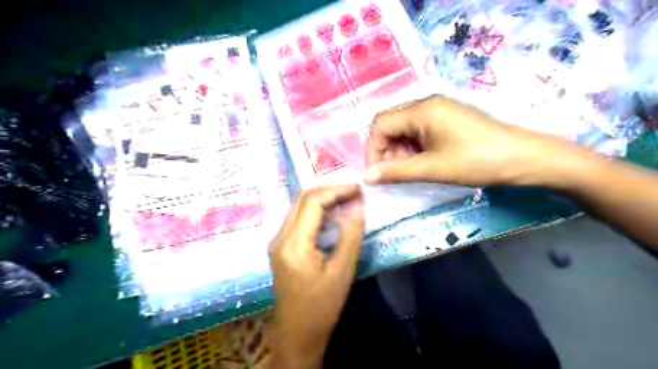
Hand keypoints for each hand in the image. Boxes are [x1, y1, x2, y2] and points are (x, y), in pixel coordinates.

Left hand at [269, 185, 367, 368]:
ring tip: (347, 200)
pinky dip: (317, 212)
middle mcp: (280, 237)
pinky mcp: (281, 247)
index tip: (358, 188)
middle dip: (330, 190)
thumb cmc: (321, 307)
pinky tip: (333, 216)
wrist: (297, 334)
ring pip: (299, 207)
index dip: (336, 190)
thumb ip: (350, 235)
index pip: (312, 201)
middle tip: (354, 192)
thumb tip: (358, 206)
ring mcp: (277, 241)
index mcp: (293, 244)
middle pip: (303, 199)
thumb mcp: (342, 271)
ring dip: (323, 200)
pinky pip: (298, 219)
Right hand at [365, 95, 585, 187]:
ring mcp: (438, 112)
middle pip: (391, 126)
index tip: (376, 174)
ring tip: (408, 173)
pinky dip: (413, 151)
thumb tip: (366, 178)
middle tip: (392, 176)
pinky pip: (419, 134)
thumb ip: (396, 172)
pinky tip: (420, 165)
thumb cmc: (477, 161)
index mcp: (422, 109)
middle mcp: (427, 105)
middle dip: (386, 152)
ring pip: (404, 132)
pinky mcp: (446, 122)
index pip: (381, 123)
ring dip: (399, 153)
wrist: (525, 159)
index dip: (373, 149)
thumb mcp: (433, 168)